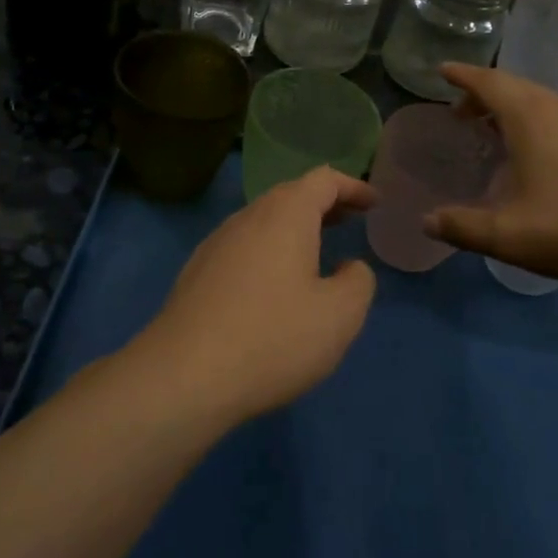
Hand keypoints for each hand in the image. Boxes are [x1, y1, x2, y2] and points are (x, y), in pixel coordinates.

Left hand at [135, 167, 377, 426]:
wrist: (183, 376)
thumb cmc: (273, 339)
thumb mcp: (340, 316)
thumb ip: (358, 282)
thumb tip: (348, 268)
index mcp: (285, 216)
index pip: (324, 180)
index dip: (353, 187)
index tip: (374, 203)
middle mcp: (247, 218)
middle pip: (290, 195)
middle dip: (324, 204)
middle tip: (351, 221)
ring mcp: (216, 244)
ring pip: (263, 221)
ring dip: (294, 228)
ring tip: (317, 251)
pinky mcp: (197, 273)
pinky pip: (243, 246)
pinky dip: (270, 250)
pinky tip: (274, 285)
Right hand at [424, 63, 557, 287]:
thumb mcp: (510, 236)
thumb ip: (463, 227)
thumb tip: (427, 221)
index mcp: (532, 118)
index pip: (489, 82)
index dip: (463, 76)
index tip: (442, 70)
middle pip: (515, 88)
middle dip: (483, 94)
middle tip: (460, 113)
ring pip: (541, 102)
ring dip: (511, 109)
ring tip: (493, 132)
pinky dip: (536, 122)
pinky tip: (539, 155)